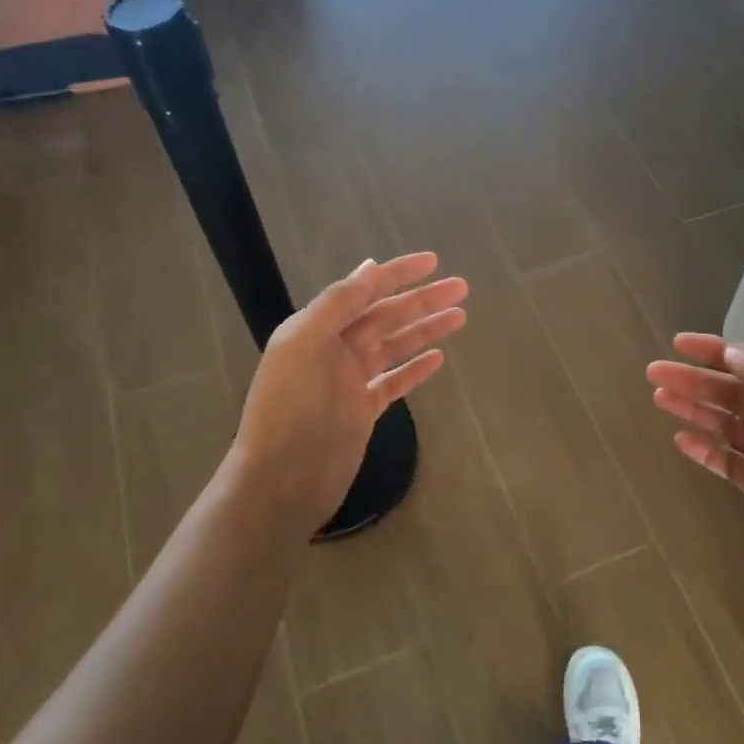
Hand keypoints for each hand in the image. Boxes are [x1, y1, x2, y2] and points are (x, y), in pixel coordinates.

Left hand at [231, 253, 467, 536]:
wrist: (281, 482)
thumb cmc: (292, 409)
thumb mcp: (306, 343)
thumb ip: (338, 303)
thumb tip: (370, 267)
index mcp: (315, 327)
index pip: (364, 290)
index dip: (398, 273)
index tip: (434, 261)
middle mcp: (332, 349)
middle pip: (386, 316)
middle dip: (422, 300)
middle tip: (461, 288)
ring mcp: (349, 382)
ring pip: (395, 346)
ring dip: (425, 330)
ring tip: (460, 317)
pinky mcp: (362, 411)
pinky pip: (394, 382)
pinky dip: (415, 368)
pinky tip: (438, 358)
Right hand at [647, 333, 743, 594]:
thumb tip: (732, 350)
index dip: (714, 351)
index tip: (678, 343)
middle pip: (730, 392)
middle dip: (694, 380)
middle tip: (655, 373)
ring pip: (723, 424)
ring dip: (692, 409)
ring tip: (659, 398)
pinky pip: (725, 460)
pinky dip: (703, 449)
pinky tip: (680, 440)